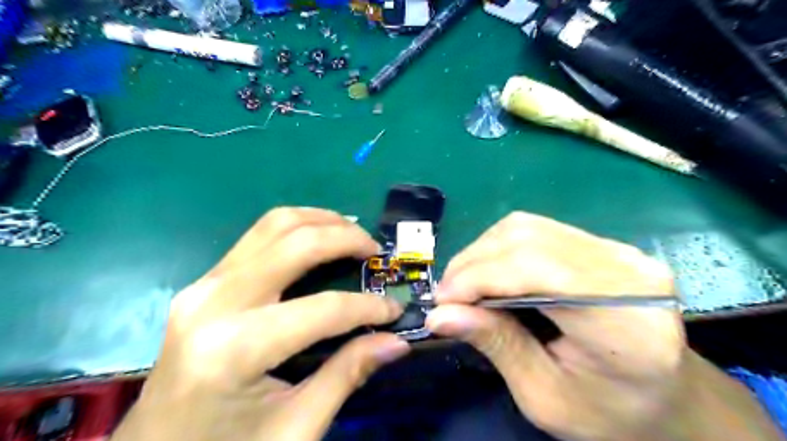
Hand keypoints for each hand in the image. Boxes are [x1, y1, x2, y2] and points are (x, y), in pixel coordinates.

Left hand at [113, 207, 409, 440]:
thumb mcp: (296, 428)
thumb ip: (347, 374)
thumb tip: (396, 342)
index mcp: (235, 349)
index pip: (322, 309)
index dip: (368, 307)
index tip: (395, 310)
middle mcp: (215, 303)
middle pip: (295, 243)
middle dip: (346, 238)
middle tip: (376, 251)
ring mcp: (203, 285)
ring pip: (273, 225)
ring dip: (321, 221)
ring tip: (352, 233)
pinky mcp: (203, 282)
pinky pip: (258, 237)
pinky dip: (296, 228)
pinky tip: (318, 238)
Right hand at [427, 211, 783, 440]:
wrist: (668, 398)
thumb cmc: (610, 412)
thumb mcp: (545, 397)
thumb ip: (495, 345)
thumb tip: (439, 315)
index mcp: (625, 321)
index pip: (537, 270)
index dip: (479, 277)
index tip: (441, 302)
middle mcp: (626, 269)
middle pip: (527, 239)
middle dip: (473, 264)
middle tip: (447, 296)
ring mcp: (617, 250)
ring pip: (527, 227)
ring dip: (483, 253)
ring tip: (464, 285)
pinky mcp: (602, 245)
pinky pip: (537, 230)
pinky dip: (501, 249)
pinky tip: (490, 273)